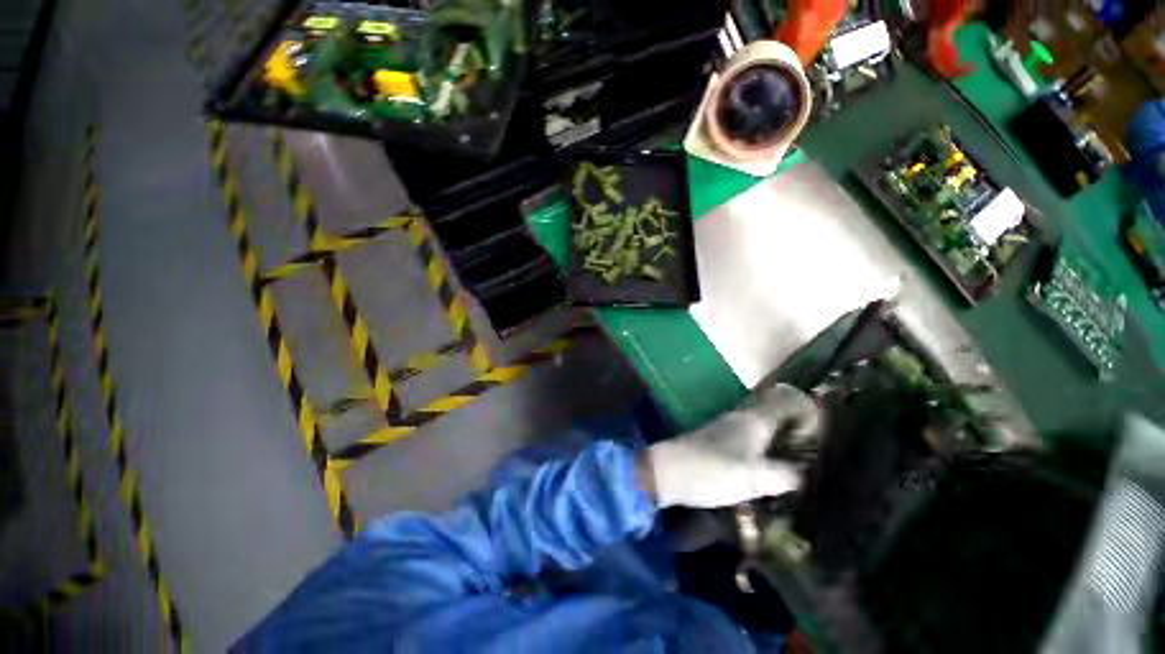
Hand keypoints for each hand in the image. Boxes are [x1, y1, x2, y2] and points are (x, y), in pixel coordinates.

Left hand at [642, 384, 822, 508]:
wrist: (671, 471)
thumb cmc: (714, 470)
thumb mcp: (754, 478)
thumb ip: (784, 476)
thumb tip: (804, 476)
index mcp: (753, 420)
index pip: (786, 401)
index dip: (807, 409)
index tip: (827, 428)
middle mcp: (741, 418)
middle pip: (775, 412)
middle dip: (797, 424)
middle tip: (819, 447)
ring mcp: (728, 428)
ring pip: (762, 424)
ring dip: (781, 435)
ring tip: (802, 457)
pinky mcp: (719, 440)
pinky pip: (751, 436)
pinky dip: (766, 445)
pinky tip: (772, 464)